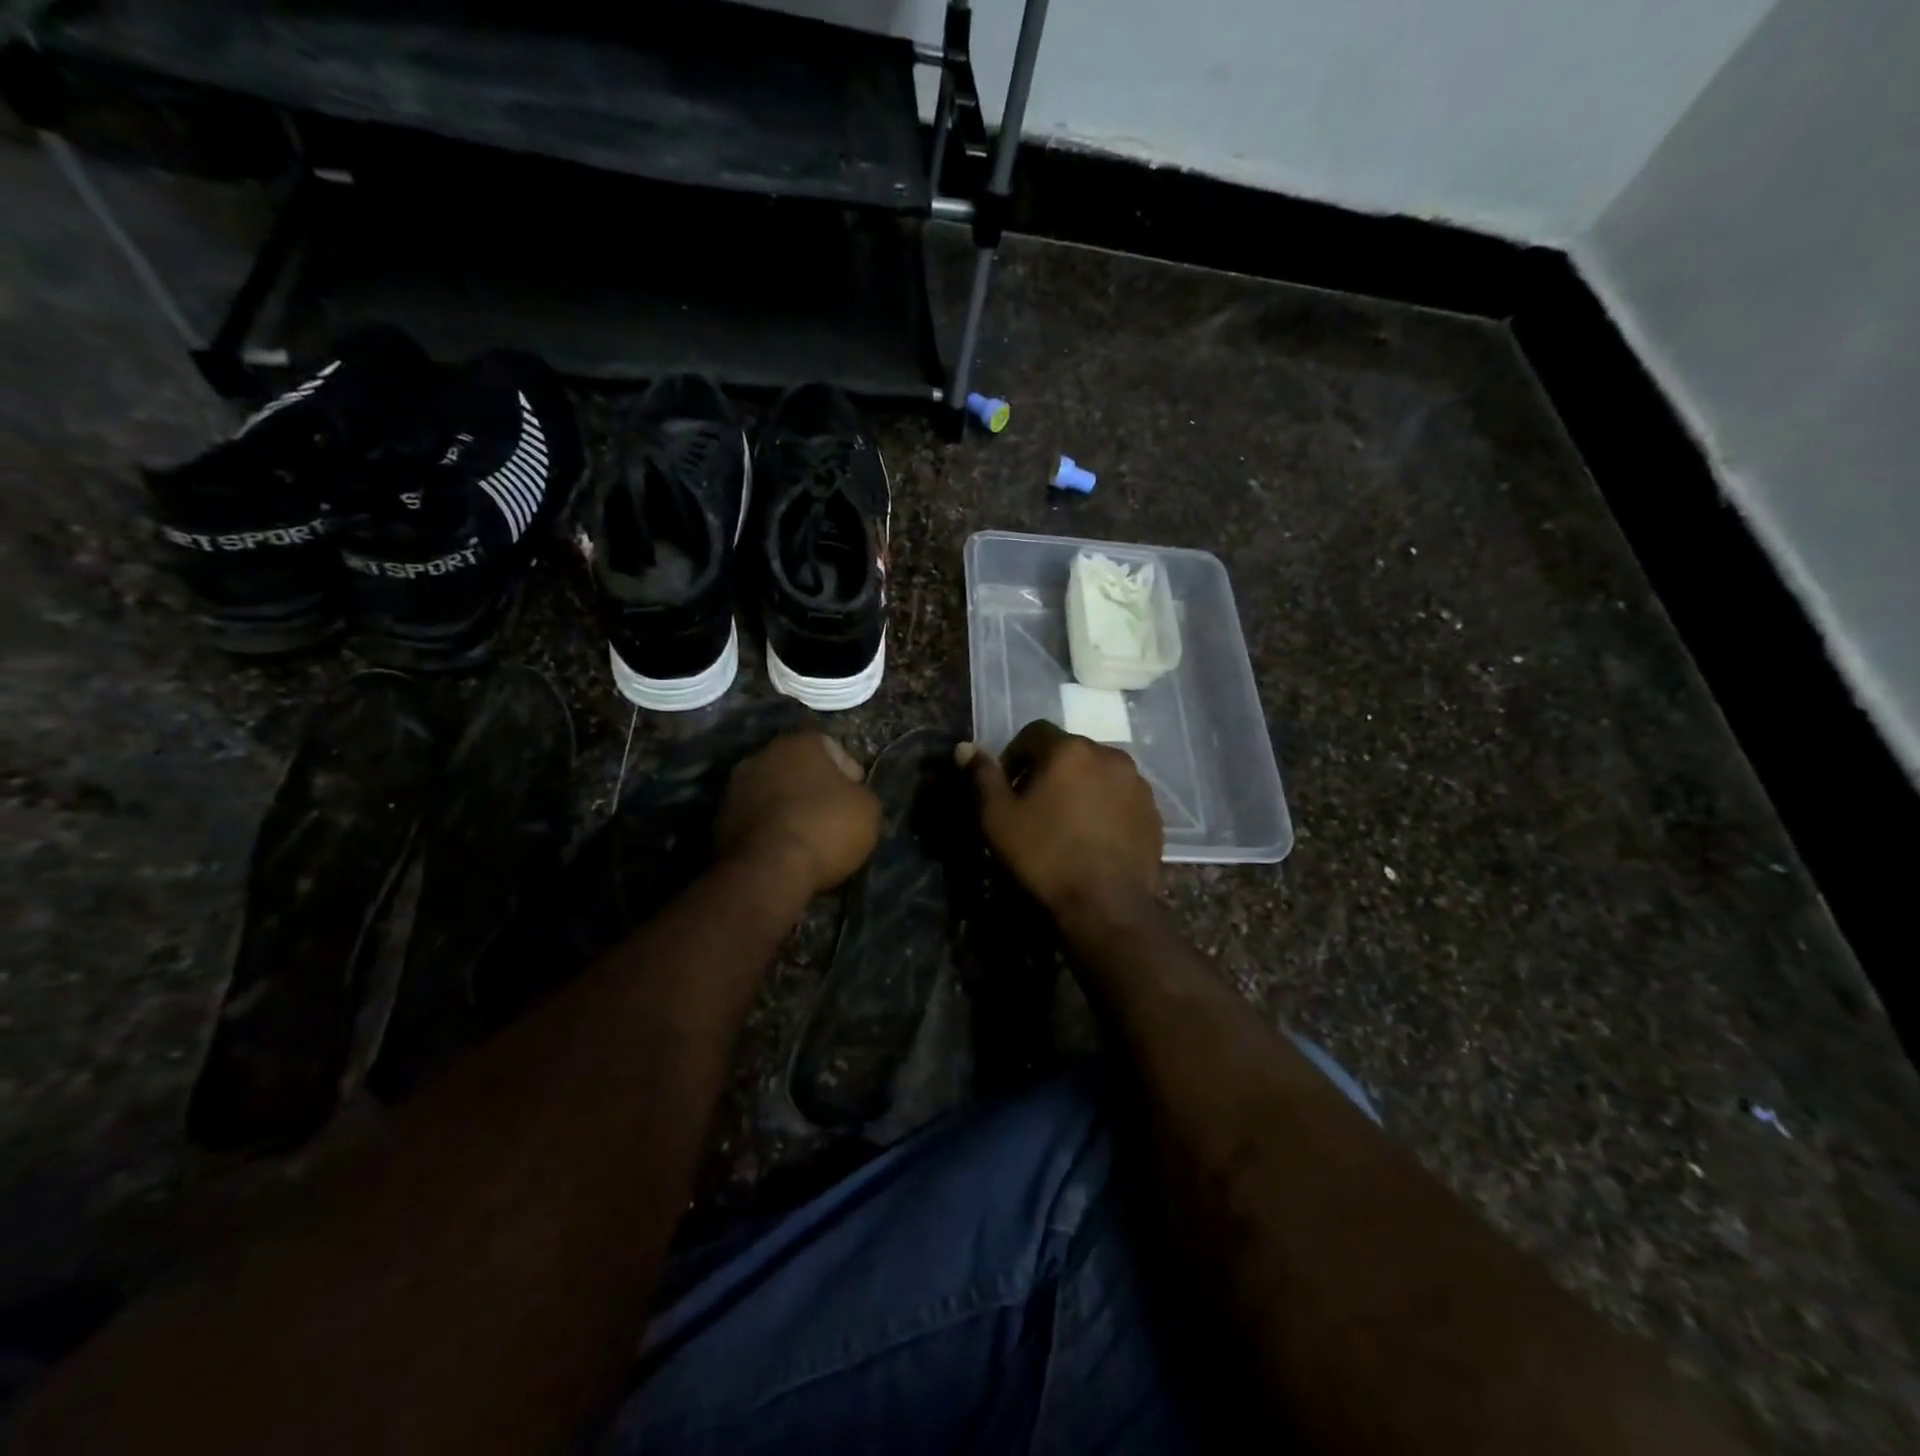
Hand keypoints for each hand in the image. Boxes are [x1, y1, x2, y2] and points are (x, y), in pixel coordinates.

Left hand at [717, 733, 880, 898]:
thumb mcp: (868, 809)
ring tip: (806, 835)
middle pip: (797, 767)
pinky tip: (783, 848)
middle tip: (832, 814)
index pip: (831, 747)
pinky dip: (768, 827)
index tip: (856, 797)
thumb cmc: (825, 828)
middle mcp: (762, 755)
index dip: (849, 772)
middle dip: (813, 787)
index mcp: (799, 743)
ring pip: (772, 791)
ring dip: (787, 806)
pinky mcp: (719, 820)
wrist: (768, 871)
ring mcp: (735, 787)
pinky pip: (755, 817)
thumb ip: (860, 793)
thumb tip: (850, 795)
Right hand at [960, 720, 1161, 918]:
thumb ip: (983, 777)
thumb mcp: (998, 818)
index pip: (1035, 732)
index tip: (1008, 785)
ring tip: (1066, 822)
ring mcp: (1137, 785)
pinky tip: (1093, 838)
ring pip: (1099, 774)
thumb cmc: (1045, 856)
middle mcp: (1109, 756)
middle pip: (1070, 751)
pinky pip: (1121, 798)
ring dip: (1080, 787)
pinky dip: (1105, 807)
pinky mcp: (1153, 814)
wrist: (1106, 905)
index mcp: (1069, 750)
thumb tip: (966, 747)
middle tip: (1033, 805)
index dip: (1015, 754)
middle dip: (1048, 770)